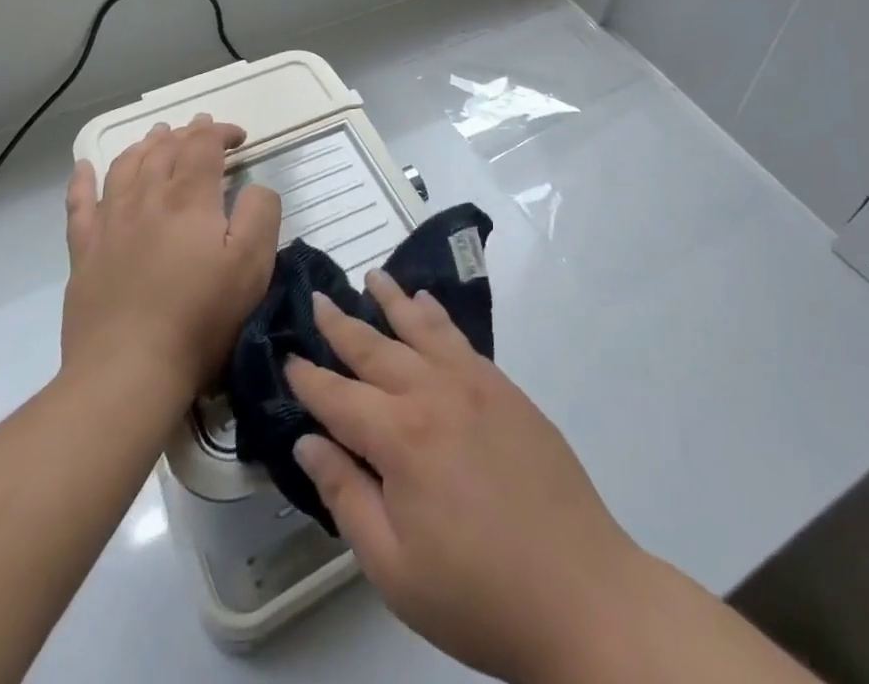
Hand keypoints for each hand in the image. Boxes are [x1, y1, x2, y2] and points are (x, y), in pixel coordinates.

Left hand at [61, 116, 280, 398]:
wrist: (128, 371)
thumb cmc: (200, 317)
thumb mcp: (253, 265)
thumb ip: (261, 212)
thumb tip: (255, 187)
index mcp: (190, 198)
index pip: (203, 145)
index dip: (220, 132)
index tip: (238, 137)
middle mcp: (147, 197)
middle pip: (164, 149)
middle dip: (186, 133)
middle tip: (200, 129)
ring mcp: (110, 222)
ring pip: (125, 166)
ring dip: (145, 145)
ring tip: (157, 136)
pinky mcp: (84, 251)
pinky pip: (79, 203)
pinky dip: (83, 179)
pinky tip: (85, 167)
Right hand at [286, 272, 642, 683]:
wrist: (581, 592)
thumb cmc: (478, 593)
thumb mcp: (394, 567)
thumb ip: (346, 496)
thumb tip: (307, 442)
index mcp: (400, 437)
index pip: (339, 397)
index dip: (309, 379)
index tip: (287, 357)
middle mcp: (433, 393)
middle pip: (375, 349)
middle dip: (341, 324)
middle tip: (317, 297)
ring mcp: (474, 383)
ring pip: (420, 327)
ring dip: (392, 300)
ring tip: (372, 276)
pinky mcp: (505, 387)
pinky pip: (459, 337)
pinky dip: (437, 315)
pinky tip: (427, 302)